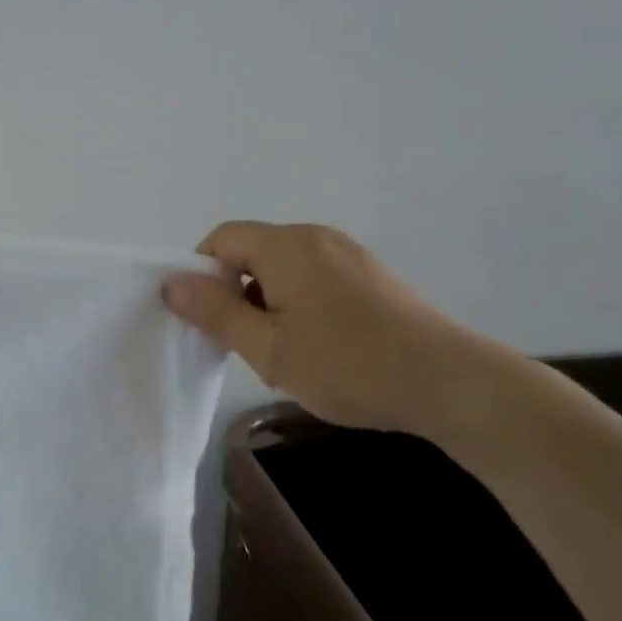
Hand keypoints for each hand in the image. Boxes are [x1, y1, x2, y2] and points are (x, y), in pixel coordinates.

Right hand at [163, 222, 500, 437]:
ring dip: (266, 301)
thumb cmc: (348, 366)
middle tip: (243, 343)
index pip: (220, 239)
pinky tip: (318, 346)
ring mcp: (348, 254)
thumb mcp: (268, 348)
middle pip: (251, 251)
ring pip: (282, 267)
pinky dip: (297, 303)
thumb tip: (171, 282)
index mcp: (286, 245)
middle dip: (234, 292)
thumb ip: (215, 312)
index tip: (207, 320)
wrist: (451, 383)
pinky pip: (313, 277)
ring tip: (282, 351)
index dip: (201, 274)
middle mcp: (316, 237)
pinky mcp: (370, 276)